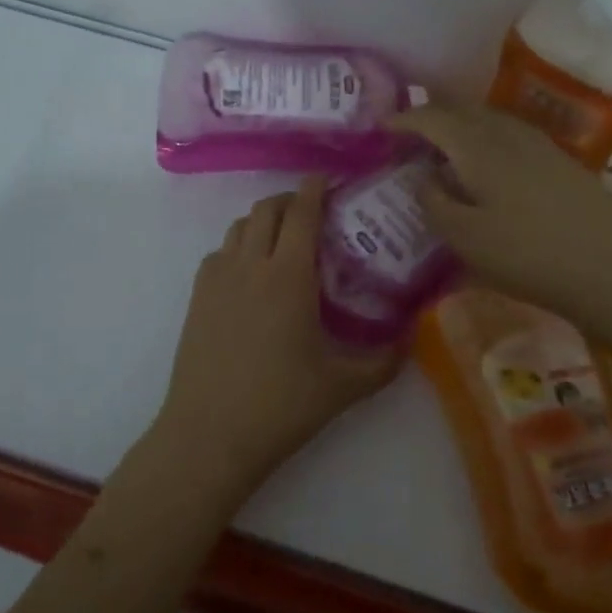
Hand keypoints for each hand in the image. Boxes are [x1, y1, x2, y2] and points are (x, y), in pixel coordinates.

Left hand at [154, 178, 401, 493]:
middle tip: (313, 213)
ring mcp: (217, 277)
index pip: (301, 212)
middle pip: (267, 208)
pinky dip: (239, 247)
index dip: (314, 188)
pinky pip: (220, 252)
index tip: (327, 178)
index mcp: (288, 275)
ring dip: (263, 221)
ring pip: (240, 227)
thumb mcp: (344, 386)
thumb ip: (386, 360)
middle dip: (290, 200)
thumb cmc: (281, 406)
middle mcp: (250, 263)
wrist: (209, 434)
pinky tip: (251, 275)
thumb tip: (415, 336)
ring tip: (283, 242)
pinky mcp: (197, 295)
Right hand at [390, 103, 611, 340]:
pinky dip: (484, 136)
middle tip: (409, 134)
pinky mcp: (558, 160)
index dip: (403, 119)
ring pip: (487, 118)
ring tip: (443, 147)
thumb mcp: (465, 238)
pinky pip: (508, 133)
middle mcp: (506, 133)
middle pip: (461, 108)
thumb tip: (422, 176)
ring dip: (459, 124)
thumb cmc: (529, 254)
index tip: (382, 127)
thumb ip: (434, 202)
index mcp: (477, 146)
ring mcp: (537, 143)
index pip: (431, 118)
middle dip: (431, 115)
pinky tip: (486, 163)